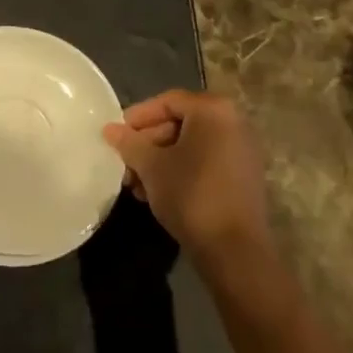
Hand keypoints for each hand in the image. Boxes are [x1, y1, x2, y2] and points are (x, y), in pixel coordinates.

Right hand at [103, 90, 271, 260]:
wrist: (234, 250)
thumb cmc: (190, 195)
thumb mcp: (151, 166)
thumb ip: (129, 143)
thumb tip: (109, 129)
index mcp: (213, 111)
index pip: (167, 101)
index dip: (137, 117)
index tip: (116, 136)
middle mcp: (233, 122)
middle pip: (180, 122)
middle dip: (147, 143)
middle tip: (125, 163)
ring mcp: (241, 151)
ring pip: (190, 145)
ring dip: (160, 160)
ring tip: (136, 183)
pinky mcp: (243, 177)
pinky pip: (205, 161)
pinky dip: (180, 170)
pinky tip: (157, 192)